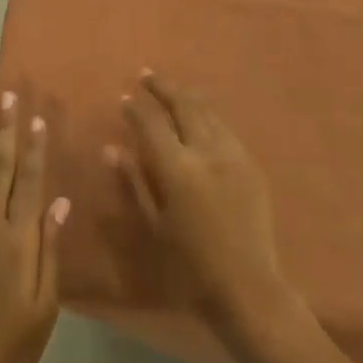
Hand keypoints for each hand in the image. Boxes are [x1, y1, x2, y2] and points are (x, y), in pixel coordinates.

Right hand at [106, 71, 297, 341]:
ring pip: (208, 112)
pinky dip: (209, 116)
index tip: (124, 97)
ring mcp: (233, 156)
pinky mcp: (251, 165)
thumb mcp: (154, 226)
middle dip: (164, 87)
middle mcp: (207, 153)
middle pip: (184, 106)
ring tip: (173, 90)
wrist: (249, 288)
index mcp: (178, 170)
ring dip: (188, 97)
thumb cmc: (190, 267)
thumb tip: (111, 149)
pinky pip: (226, 129)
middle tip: (147, 74)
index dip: (136, 108)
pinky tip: (202, 118)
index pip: (152, 124)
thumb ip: (133, 182)